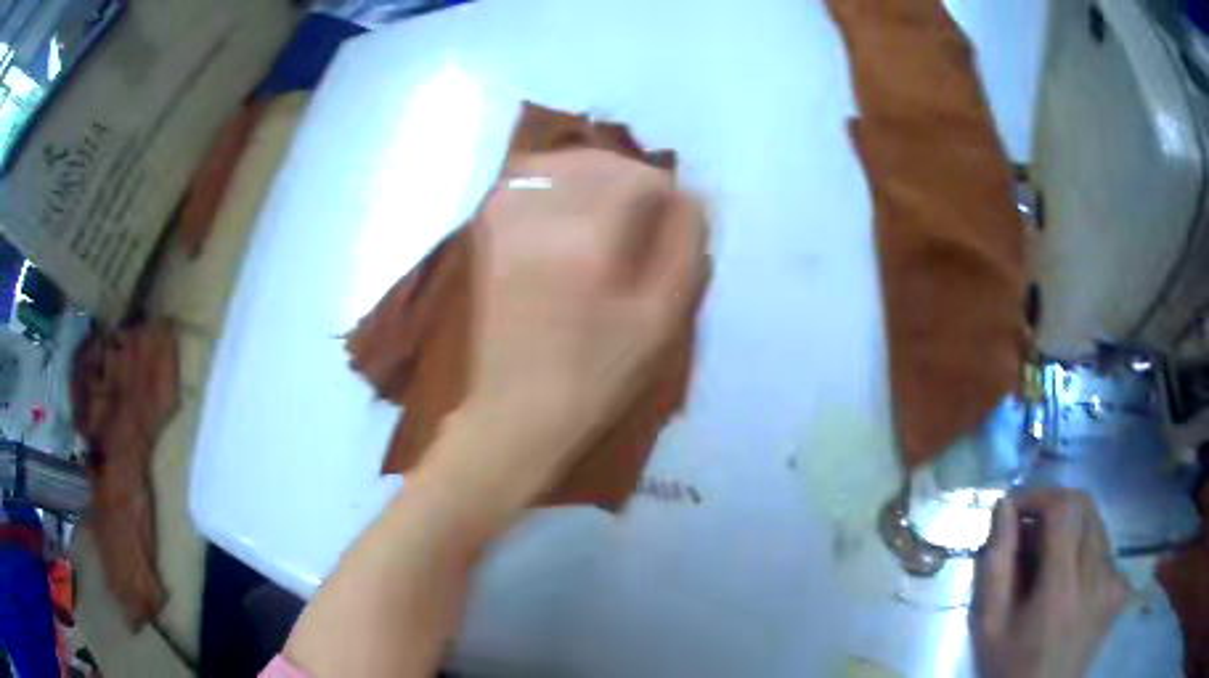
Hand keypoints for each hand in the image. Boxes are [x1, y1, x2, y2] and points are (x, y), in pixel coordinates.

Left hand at [438, 148, 707, 511]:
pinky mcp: (489, 232)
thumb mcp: (661, 319)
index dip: (666, 191)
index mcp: (588, 241)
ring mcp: (506, 221)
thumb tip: (691, 197)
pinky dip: (554, 178)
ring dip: (593, 172)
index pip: (637, 177)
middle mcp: (541, 217)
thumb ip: (686, 247)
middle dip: (631, 175)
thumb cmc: (598, 374)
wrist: (519, 408)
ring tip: (612, 201)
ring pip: (559, 162)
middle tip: (649, 207)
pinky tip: (568, 203)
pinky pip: (524, 179)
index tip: (677, 215)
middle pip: (596, 160)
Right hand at [972, 490, 1130, 677]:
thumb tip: (1005, 509)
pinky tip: (1071, 581)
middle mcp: (1098, 575)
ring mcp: (1115, 580)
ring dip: (1071, 529)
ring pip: (1097, 524)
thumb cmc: (1010, 667)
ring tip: (1049, 562)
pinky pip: (1106, 550)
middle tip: (1031, 534)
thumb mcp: (989, 625)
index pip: (1064, 508)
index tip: (1016, 510)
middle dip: (1055, 508)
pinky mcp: (1122, 588)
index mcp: (1062, 587)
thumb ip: (996, 566)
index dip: (1040, 496)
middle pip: (1085, 506)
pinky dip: (1086, 551)